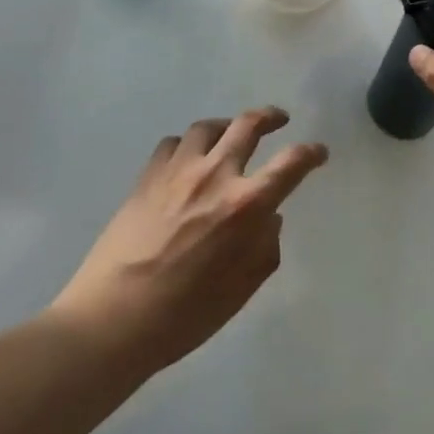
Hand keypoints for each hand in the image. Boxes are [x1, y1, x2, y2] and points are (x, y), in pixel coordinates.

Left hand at [51, 108, 328, 373]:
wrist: (114, 316)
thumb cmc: (185, 314)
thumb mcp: (240, 291)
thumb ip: (264, 249)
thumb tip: (270, 219)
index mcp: (245, 205)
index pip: (290, 165)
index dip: (310, 154)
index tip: (319, 152)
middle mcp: (215, 175)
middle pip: (248, 125)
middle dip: (269, 117)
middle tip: (278, 119)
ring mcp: (178, 170)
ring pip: (208, 127)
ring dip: (226, 126)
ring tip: (229, 133)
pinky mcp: (148, 174)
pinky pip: (173, 144)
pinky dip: (187, 146)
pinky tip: (187, 159)